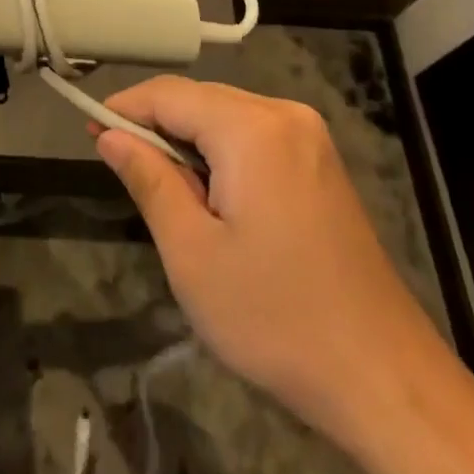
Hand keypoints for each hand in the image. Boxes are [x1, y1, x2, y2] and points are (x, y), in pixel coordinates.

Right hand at [91, 77, 437, 442]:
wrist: (385, 378)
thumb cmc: (276, 318)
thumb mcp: (193, 254)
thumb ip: (149, 180)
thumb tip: (109, 134)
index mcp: (253, 128)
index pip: (170, 94)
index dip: (124, 107)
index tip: (88, 132)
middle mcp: (285, 114)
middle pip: (201, 100)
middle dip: (157, 127)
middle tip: (122, 169)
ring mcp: (310, 136)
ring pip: (227, 116)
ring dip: (189, 143)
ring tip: (166, 192)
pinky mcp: (321, 162)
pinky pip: (255, 135)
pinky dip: (222, 154)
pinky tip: (212, 197)